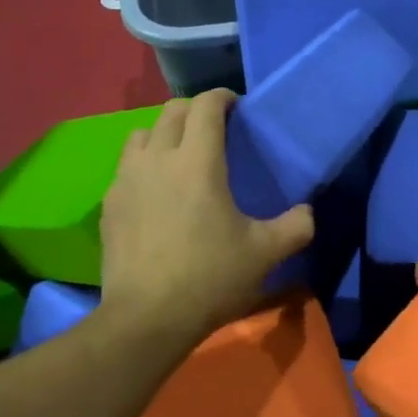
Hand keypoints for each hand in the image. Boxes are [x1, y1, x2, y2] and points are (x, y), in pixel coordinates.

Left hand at [99, 90, 314, 346]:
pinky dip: (143, 164)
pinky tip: (155, 192)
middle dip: (195, 111)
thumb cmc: (210, 278)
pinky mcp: (109, 203)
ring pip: (142, 134)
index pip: (206, 106)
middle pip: (172, 111)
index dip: (223, 98)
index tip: (237, 107)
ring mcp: (127, 180)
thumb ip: (296, 226)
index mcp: (197, 162)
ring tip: (180, 156)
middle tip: (215, 130)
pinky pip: (126, 167)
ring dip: (164, 134)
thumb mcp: (265, 254)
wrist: (146, 318)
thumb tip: (308, 211)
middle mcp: (158, 159)